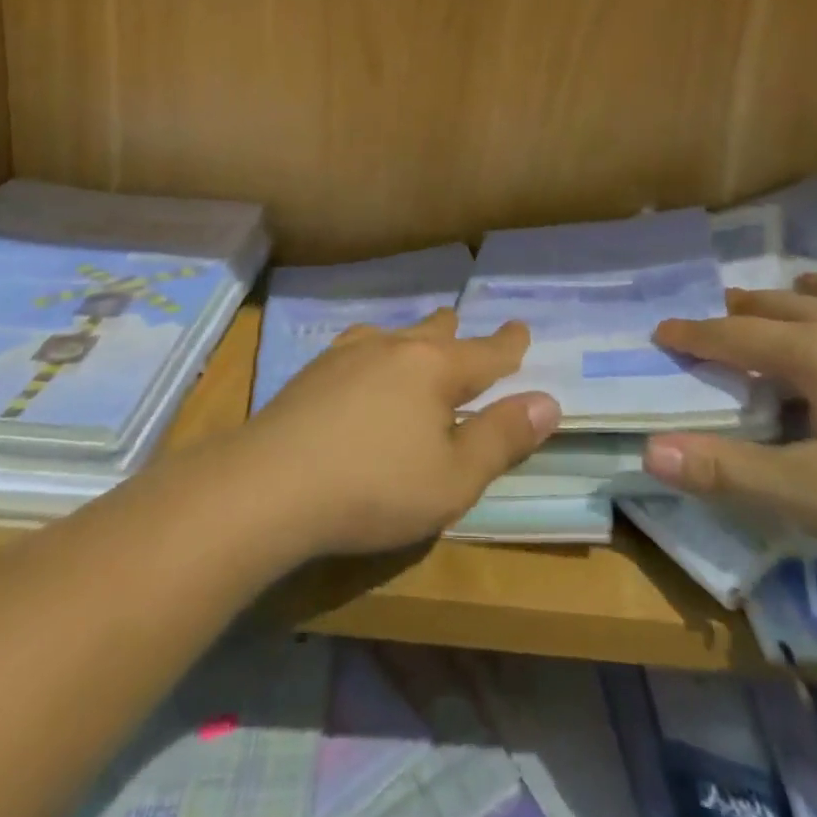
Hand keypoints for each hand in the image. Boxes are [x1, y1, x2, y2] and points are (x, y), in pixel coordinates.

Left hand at [242, 309, 559, 557]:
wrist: (269, 485)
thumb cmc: (375, 487)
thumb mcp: (454, 478)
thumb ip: (502, 438)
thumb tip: (547, 401)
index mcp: (435, 368)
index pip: (485, 352)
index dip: (508, 343)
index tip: (520, 329)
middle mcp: (394, 347)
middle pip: (436, 331)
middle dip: (457, 333)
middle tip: (466, 332)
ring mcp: (348, 354)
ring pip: (394, 333)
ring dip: (414, 338)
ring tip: (418, 342)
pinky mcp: (313, 372)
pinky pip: (358, 347)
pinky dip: (376, 351)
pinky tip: (361, 364)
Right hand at [643, 271, 816, 554]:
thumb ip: (731, 472)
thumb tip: (650, 449)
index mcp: (815, 356)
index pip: (734, 339)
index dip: (694, 336)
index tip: (663, 329)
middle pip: (782, 305)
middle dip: (744, 309)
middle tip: (724, 312)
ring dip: (807, 290)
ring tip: (794, 293)